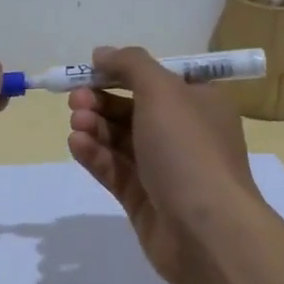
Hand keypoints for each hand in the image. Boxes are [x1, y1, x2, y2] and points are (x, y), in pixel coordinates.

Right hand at [65, 46, 262, 283]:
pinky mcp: (144, 199)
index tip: (91, 70)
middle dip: (102, 100)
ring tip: (76, 123)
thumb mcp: (162, 90)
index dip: (122, 72)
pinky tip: (77, 144)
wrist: (207, 230)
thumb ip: (130, 65)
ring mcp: (164, 168)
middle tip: (76, 99)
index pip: (157, 78)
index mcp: (199, 102)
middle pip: (133, 108)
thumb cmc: (188, 149)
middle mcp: (184, 133)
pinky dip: (95, 155)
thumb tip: (103, 53)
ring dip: (95, 126)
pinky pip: (115, 169)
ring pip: (120, 140)